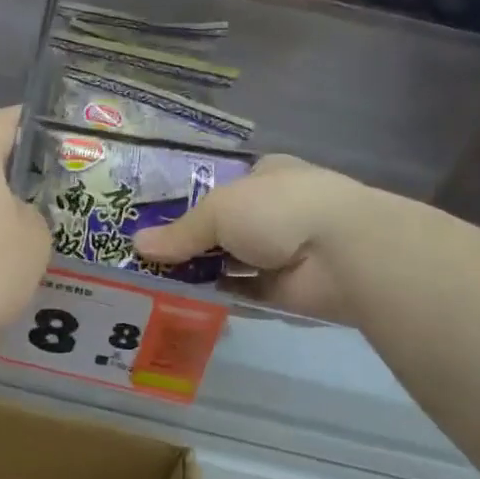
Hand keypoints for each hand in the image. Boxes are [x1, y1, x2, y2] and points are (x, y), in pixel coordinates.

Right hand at [133, 155, 363, 322]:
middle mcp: (275, 210)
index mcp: (265, 175)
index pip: (222, 185)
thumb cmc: (277, 210)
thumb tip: (137, 245)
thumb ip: (180, 232)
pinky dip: (218, 296)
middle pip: (224, 226)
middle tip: (145, 255)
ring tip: (154, 281)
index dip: (189, 201)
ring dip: (201, 271)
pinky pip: (243, 291)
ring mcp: (283, 251)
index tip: (153, 219)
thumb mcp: (218, 210)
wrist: (342, 254)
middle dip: (190, 240)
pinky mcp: (286, 288)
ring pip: (232, 261)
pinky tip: (183, 302)